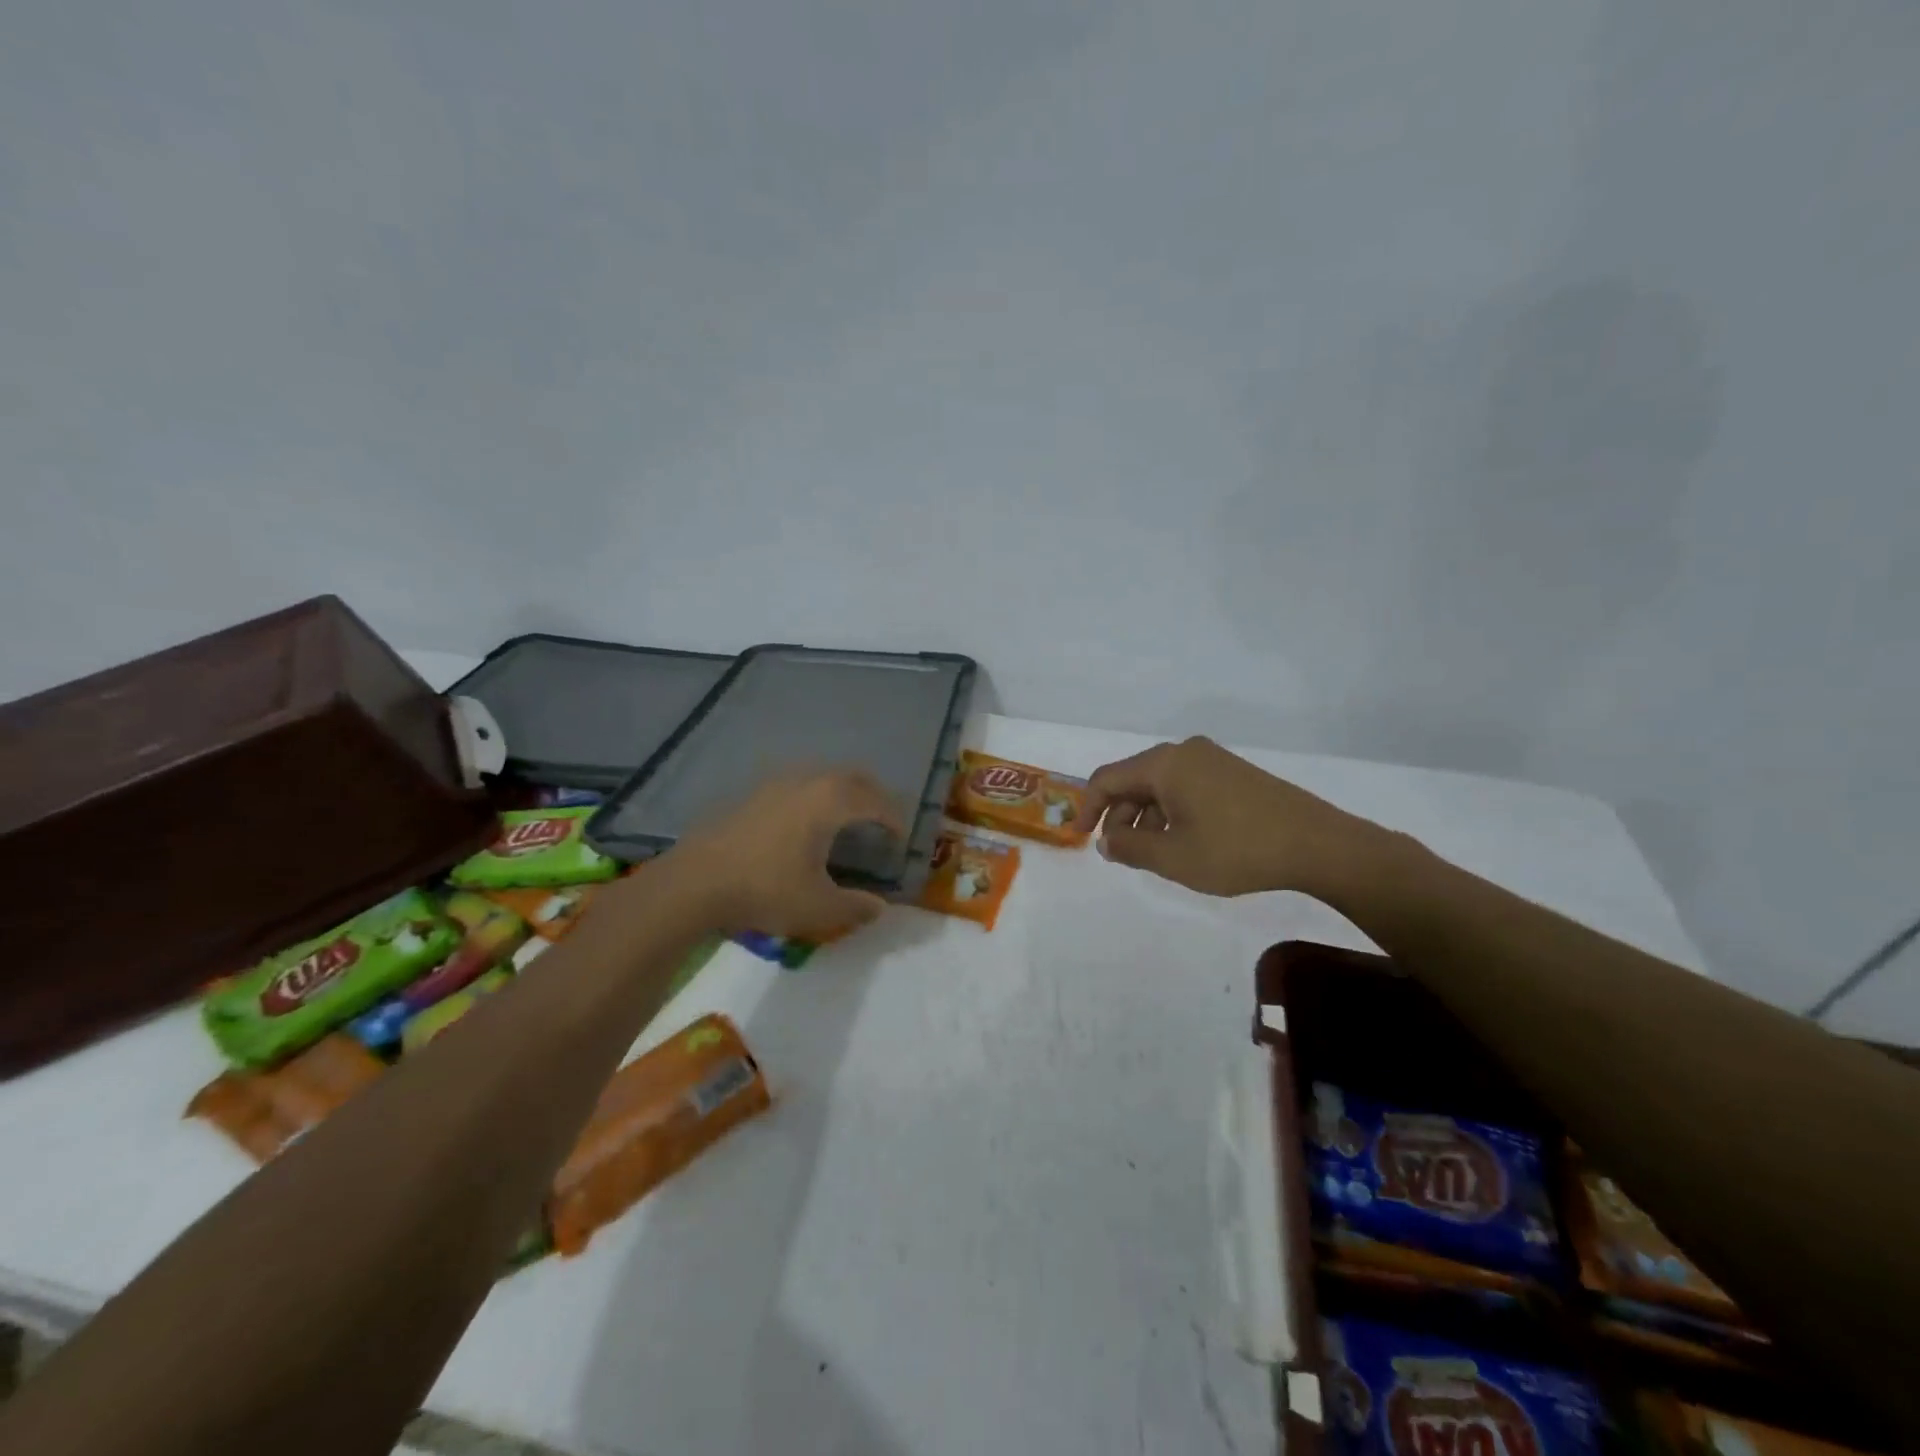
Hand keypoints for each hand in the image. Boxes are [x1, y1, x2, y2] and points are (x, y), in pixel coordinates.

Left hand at [669, 770, 905, 937]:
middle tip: (883, 821)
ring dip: (844, 792)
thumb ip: (856, 906)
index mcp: (831, 802)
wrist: (695, 882)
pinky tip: (806, 823)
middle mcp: (808, 782)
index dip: (894, 819)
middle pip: (853, 777)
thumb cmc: (765, 890)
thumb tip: (880, 907)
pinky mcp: (754, 794)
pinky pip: (799, 785)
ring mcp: (777, 784)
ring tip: (848, 819)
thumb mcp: (818, 907)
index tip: (901, 839)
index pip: (876, 802)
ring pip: (824, 777)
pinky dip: (817, 797)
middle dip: (874, 796)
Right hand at [1072, 736, 1383, 898]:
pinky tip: (1187, 843)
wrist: (1318, 844)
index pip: (1107, 778)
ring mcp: (1213, 760)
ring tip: (1157, 856)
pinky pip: (1187, 788)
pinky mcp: (1234, 774)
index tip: (1081, 839)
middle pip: (1134, 780)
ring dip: (1148, 818)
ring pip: (1161, 786)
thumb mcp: (1173, 857)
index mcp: (1164, 764)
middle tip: (1123, 855)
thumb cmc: (1236, 850)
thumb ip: (1129, 847)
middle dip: (1121, 817)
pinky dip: (1173, 813)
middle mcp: (1185, 752)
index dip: (1088, 808)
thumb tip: (1107, 839)